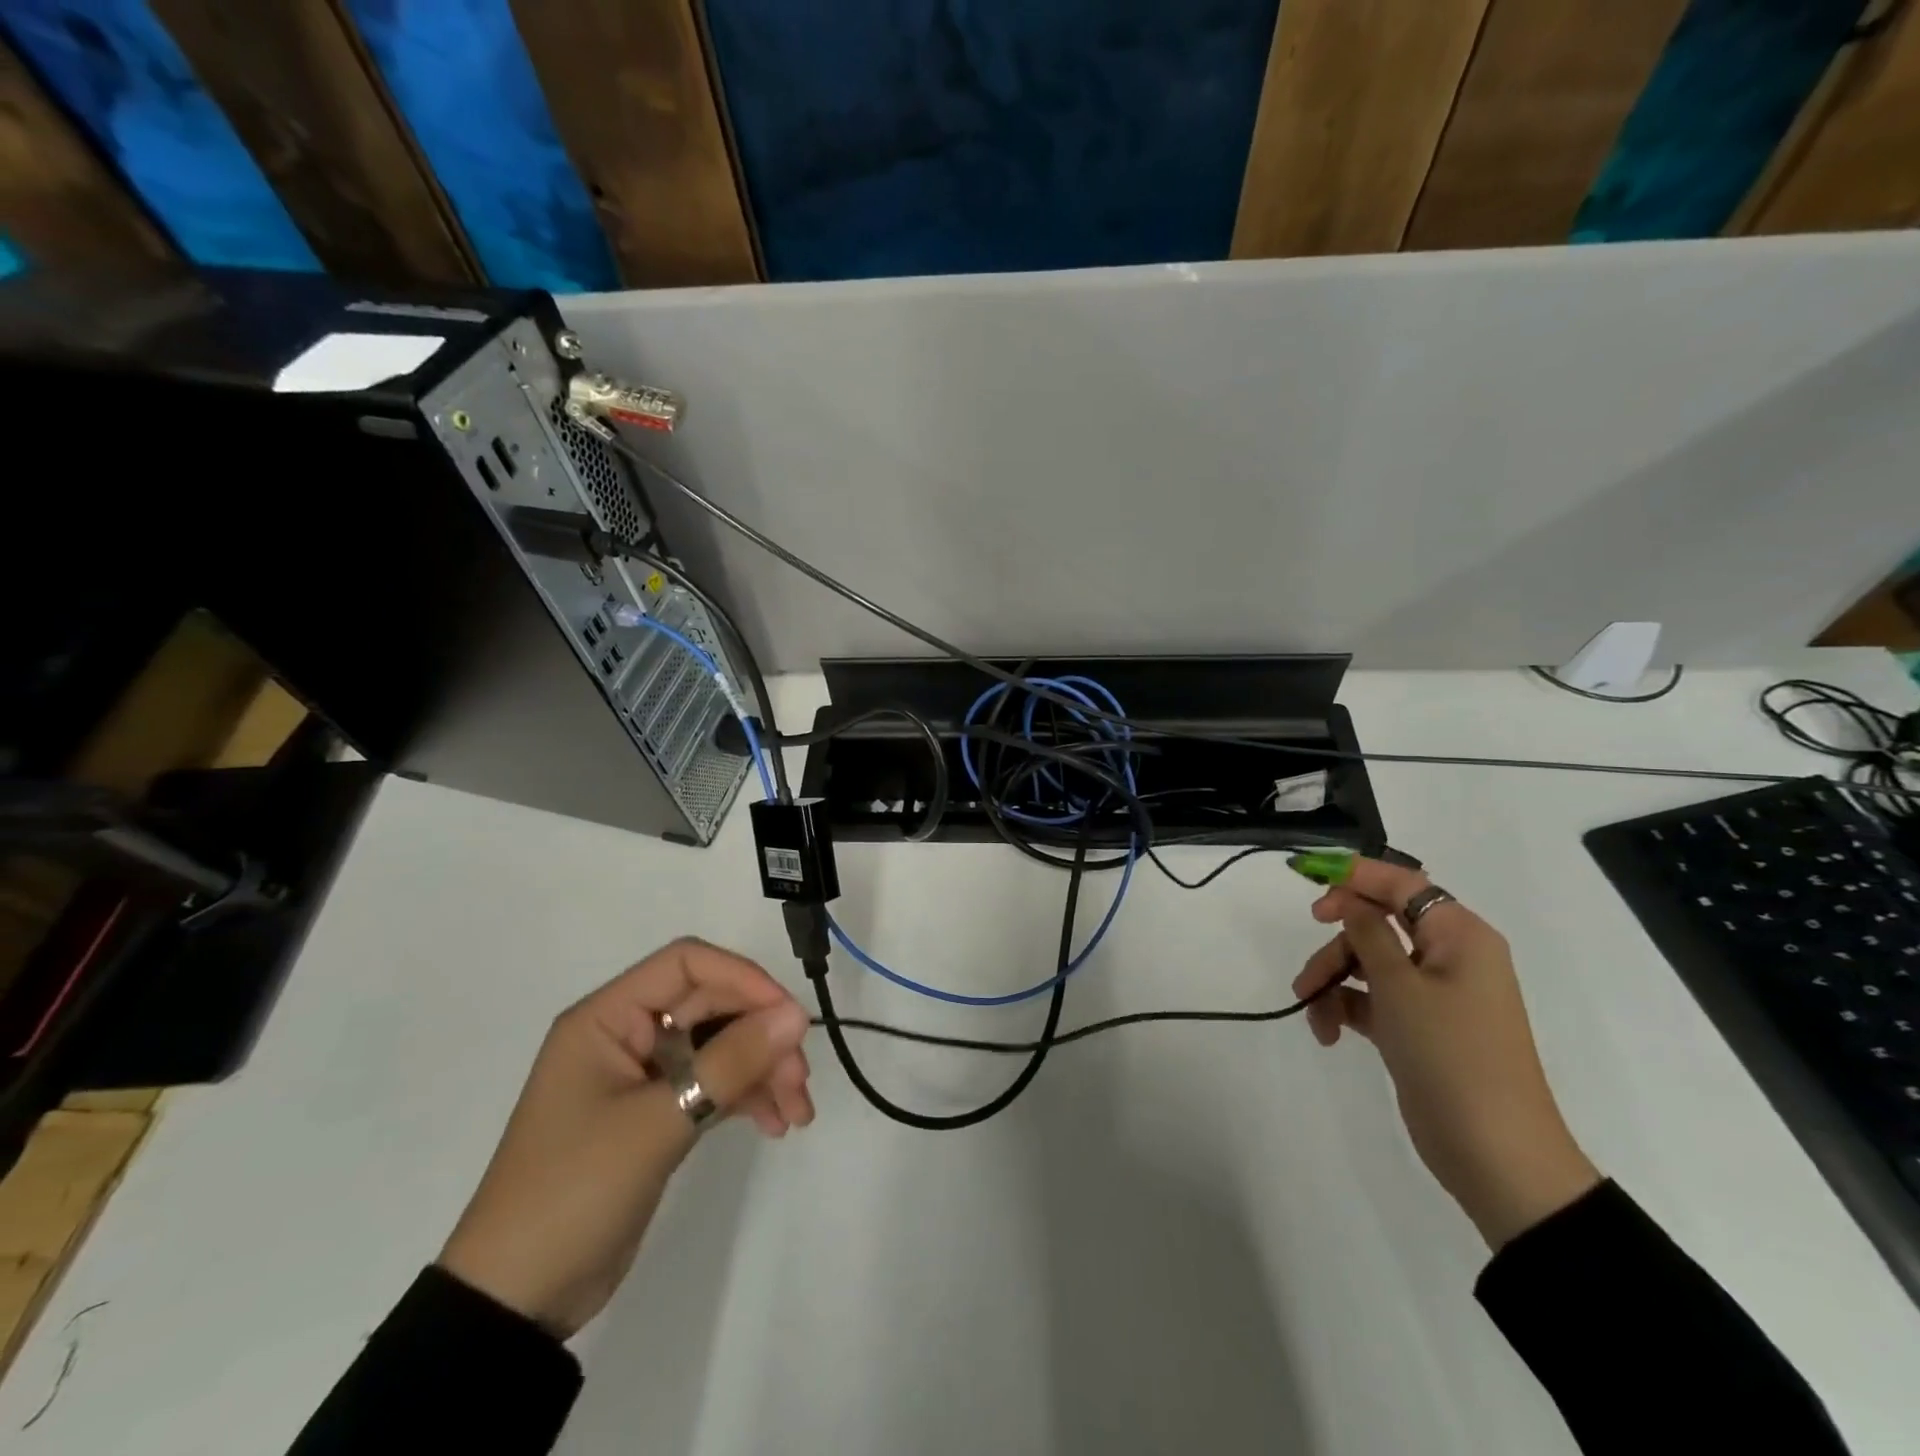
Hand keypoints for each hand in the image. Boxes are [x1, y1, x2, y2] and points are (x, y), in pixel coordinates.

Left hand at [439, 938, 813, 1336]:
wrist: (517, 1302)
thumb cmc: (574, 1191)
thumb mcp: (658, 1122)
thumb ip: (731, 1062)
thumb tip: (796, 1014)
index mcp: (608, 1018)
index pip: (687, 964)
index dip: (743, 978)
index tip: (787, 1016)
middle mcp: (627, 1034)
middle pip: (712, 1006)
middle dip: (762, 1036)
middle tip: (799, 1079)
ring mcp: (643, 1075)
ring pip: (720, 1045)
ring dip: (763, 1069)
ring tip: (798, 1112)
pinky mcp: (657, 1113)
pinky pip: (713, 1084)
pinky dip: (747, 1096)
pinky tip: (776, 1124)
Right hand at [1292, 858, 1600, 1249]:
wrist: (1494, 1152)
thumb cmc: (1450, 1053)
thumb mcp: (1399, 985)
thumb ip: (1368, 932)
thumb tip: (1351, 900)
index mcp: (1459, 936)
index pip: (1402, 884)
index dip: (1354, 876)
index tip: (1306, 880)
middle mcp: (1449, 956)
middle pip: (1377, 925)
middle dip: (1336, 947)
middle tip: (1307, 970)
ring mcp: (1434, 994)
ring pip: (1368, 963)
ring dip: (1333, 981)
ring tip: (1312, 1012)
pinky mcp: (1418, 1026)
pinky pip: (1372, 999)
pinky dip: (1345, 1009)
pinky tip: (1328, 1033)